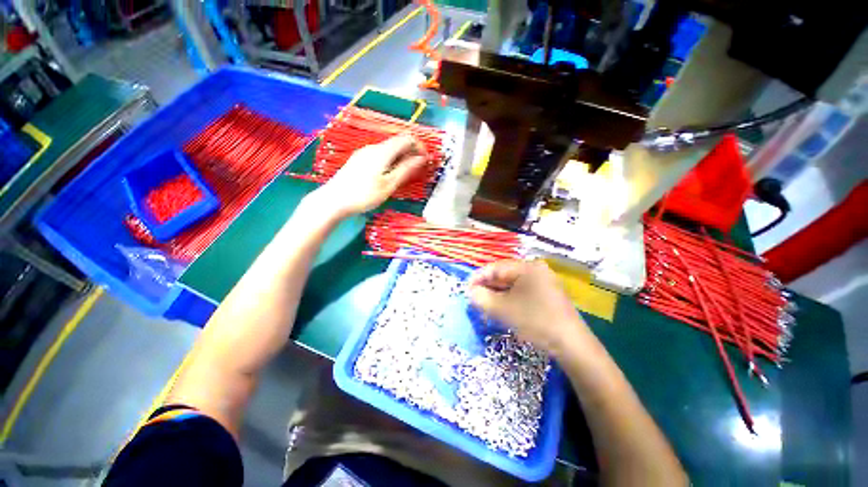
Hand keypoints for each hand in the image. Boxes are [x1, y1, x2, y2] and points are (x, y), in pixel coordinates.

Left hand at [317, 135, 426, 216]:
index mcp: (383, 151)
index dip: (420, 147)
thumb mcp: (389, 184)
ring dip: (401, 157)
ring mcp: (364, 152)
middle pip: (398, 142)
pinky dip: (390, 161)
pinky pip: (380, 154)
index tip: (426, 161)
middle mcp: (373, 147)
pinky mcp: (359, 159)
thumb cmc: (364, 194)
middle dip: (411, 153)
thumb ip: (406, 169)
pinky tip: (388, 175)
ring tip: (404, 175)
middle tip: (417, 170)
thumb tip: (422, 158)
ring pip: (389, 149)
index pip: (407, 139)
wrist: (334, 200)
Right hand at [468, 260, 587, 356]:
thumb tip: (470, 292)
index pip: (496, 267)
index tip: (466, 289)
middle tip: (474, 299)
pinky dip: (508, 300)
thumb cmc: (535, 321)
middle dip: (487, 287)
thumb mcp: (503, 309)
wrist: (572, 346)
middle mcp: (536, 271)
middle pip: (504, 275)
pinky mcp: (546, 296)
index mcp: (527, 267)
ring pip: (512, 285)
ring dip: (497, 295)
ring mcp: (543, 283)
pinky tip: (501, 309)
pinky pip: (521, 293)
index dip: (478, 277)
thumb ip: (482, 298)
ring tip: (484, 306)